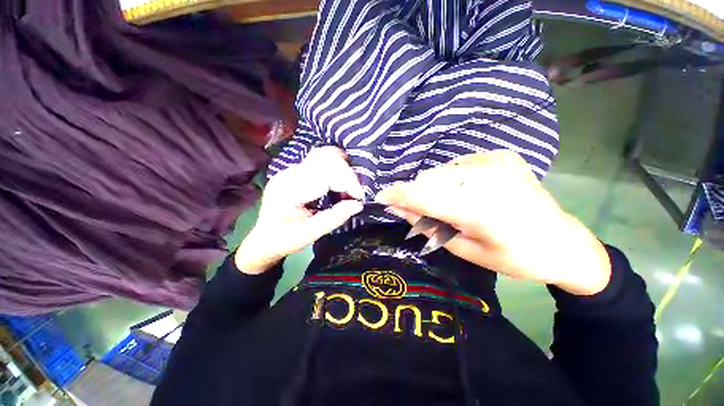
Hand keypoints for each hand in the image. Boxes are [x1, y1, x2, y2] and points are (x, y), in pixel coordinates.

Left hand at [235, 147, 363, 273]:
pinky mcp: (297, 170)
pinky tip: (339, 186)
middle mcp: (289, 174)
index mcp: (288, 190)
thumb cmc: (284, 240)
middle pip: (325, 158)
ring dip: (342, 169)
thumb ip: (334, 218)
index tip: (359, 198)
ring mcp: (292, 169)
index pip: (324, 174)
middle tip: (355, 195)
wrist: (264, 238)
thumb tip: (358, 204)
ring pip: (324, 156)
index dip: (347, 182)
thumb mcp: (310, 234)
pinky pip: (321, 162)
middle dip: (347, 175)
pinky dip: (336, 171)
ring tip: (349, 189)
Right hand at [376, 150, 610, 295]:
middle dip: (418, 196)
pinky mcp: (500, 155)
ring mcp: (496, 161)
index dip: (398, 195)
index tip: (381, 197)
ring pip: (441, 172)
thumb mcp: (464, 249)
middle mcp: (488, 178)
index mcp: (481, 209)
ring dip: (434, 188)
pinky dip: (451, 180)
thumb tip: (397, 208)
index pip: (425, 196)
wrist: (562, 242)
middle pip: (430, 180)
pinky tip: (466, 193)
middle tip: (424, 214)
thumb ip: (428, 225)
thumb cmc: (514, 257)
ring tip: (449, 206)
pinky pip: (457, 166)